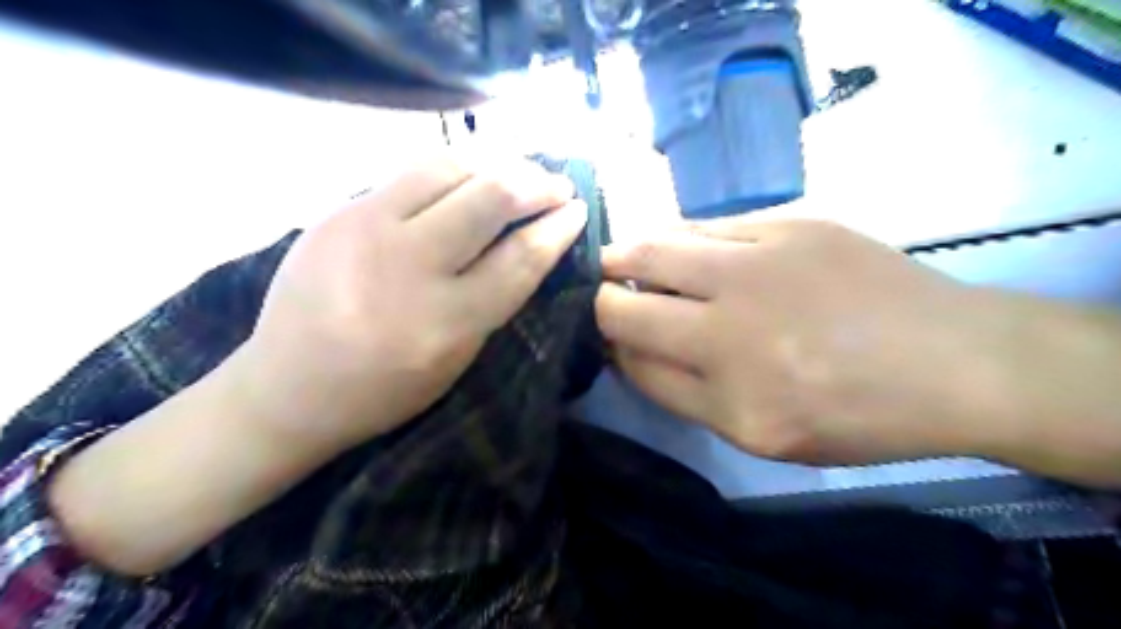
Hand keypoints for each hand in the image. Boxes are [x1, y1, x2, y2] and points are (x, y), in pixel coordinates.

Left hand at [236, 155, 588, 455]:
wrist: (287, 386)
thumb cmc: (385, 389)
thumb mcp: (457, 359)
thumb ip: (494, 299)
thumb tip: (531, 243)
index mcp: (445, 322)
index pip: (519, 258)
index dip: (557, 229)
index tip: (578, 209)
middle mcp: (408, 267)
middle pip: (489, 198)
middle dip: (536, 183)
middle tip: (556, 186)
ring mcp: (366, 229)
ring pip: (448, 167)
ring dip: (495, 165)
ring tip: (515, 174)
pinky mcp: (338, 210)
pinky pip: (409, 171)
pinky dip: (453, 169)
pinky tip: (468, 177)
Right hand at [600, 219, 1001, 464]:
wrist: (954, 360)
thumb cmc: (857, 413)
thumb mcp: (762, 435)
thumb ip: (684, 395)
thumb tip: (629, 350)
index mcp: (731, 398)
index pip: (633, 363)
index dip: (610, 348)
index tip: (609, 338)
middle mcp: (733, 330)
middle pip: (625, 307)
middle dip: (601, 302)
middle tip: (604, 296)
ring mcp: (759, 267)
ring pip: (652, 250)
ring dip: (624, 257)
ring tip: (620, 260)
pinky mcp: (787, 224)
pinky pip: (703, 227)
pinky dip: (676, 238)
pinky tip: (678, 247)